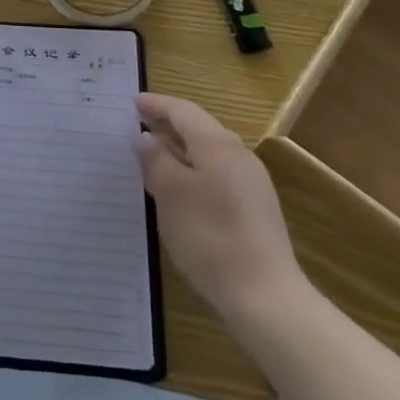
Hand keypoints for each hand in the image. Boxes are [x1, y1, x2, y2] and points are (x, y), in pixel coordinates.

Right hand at [135, 93, 303, 320]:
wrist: (266, 296)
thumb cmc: (210, 237)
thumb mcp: (171, 194)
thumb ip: (155, 159)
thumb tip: (145, 137)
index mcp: (217, 144)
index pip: (183, 111)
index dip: (156, 104)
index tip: (133, 102)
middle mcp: (238, 155)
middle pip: (198, 127)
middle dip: (168, 124)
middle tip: (139, 124)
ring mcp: (251, 182)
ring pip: (209, 151)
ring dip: (180, 147)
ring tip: (154, 154)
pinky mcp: (255, 207)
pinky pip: (217, 171)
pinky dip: (193, 168)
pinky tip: (180, 186)